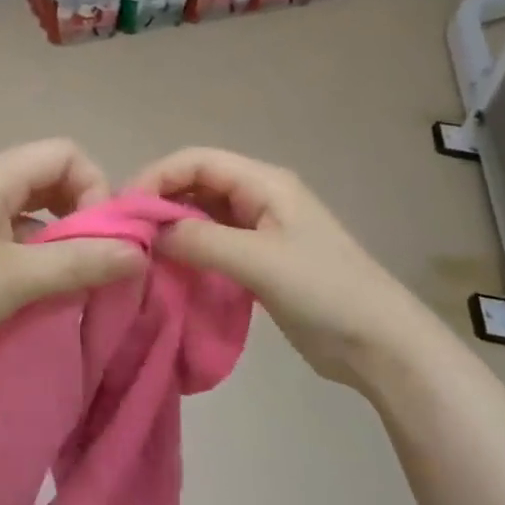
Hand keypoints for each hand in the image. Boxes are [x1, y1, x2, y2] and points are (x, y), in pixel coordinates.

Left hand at [0, 139, 145, 380]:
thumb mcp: (16, 279)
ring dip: (58, 242)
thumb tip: (138, 253)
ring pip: (30, 214)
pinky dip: (32, 259)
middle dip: (82, 217)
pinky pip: (9, 239)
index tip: (103, 239)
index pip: (68, 154)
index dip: (96, 188)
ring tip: (72, 284)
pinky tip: (38, 295)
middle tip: (95, 263)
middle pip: (51, 180)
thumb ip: (80, 262)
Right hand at [129, 147, 440, 389]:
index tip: (125, 211)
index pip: (196, 161)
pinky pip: (212, 243)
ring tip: (141, 253)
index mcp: (263, 183)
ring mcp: (260, 229)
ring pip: (202, 214)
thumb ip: (200, 240)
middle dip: (159, 201)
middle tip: (127, 235)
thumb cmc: (324, 291)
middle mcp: (259, 196)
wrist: (380, 344)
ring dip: (172, 228)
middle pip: (196, 183)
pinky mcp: (259, 259)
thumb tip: (148, 232)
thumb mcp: (258, 261)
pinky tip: (169, 270)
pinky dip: (188, 251)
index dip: (157, 176)